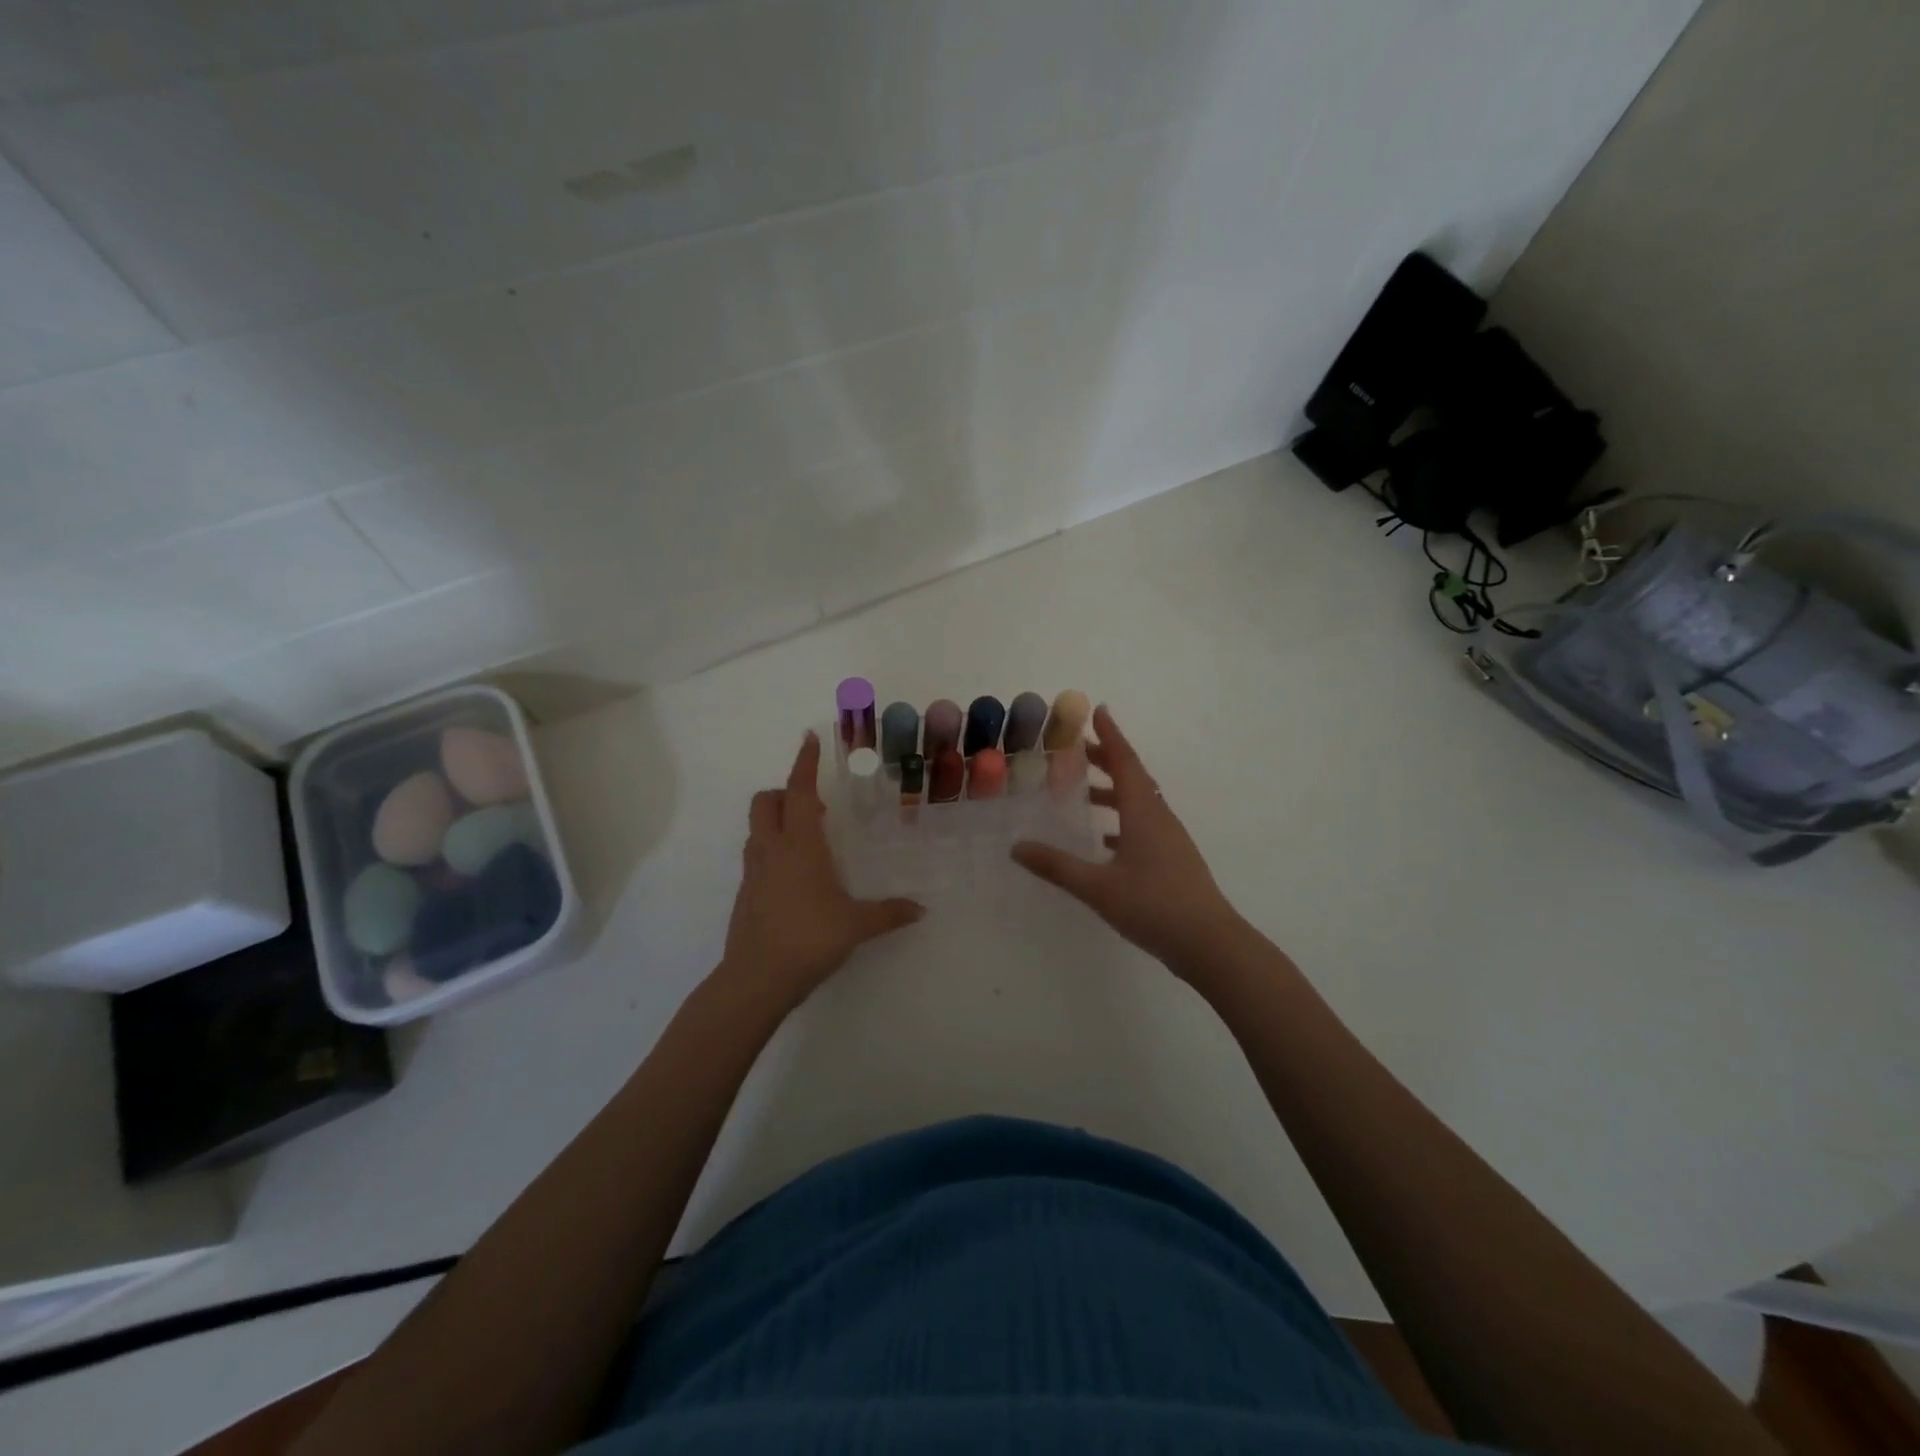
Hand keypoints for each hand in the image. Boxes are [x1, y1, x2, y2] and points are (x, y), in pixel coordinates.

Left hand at [719, 732, 923, 1011]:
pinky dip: (773, 847)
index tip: (809, 739)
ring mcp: (753, 871)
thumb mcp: (856, 925)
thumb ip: (889, 913)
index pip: (798, 791)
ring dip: (778, 819)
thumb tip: (921, 909)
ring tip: (810, 838)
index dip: (804, 763)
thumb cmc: (809, 939)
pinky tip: (797, 875)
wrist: (756, 979)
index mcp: (799, 845)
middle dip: (786, 792)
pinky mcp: (746, 892)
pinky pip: (757, 853)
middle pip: (766, 801)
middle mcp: (772, 849)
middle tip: (816, 805)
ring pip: (758, 827)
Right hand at [1012, 706, 1243, 975]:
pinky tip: (1104, 841)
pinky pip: (1144, 826)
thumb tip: (1016, 847)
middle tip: (1078, 749)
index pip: (1125, 762)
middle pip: (1133, 777)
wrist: (1210, 944)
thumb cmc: (1154, 906)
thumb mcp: (1098, 887)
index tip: (1098, 711)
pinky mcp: (1173, 861)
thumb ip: (1056, 866)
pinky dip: (1122, 821)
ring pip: (1139, 803)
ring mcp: (1170, 840)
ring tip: (1084, 793)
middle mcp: (1159, 818)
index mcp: (1144, 813)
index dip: (1110, 736)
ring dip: (1114, 791)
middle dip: (1107, 759)